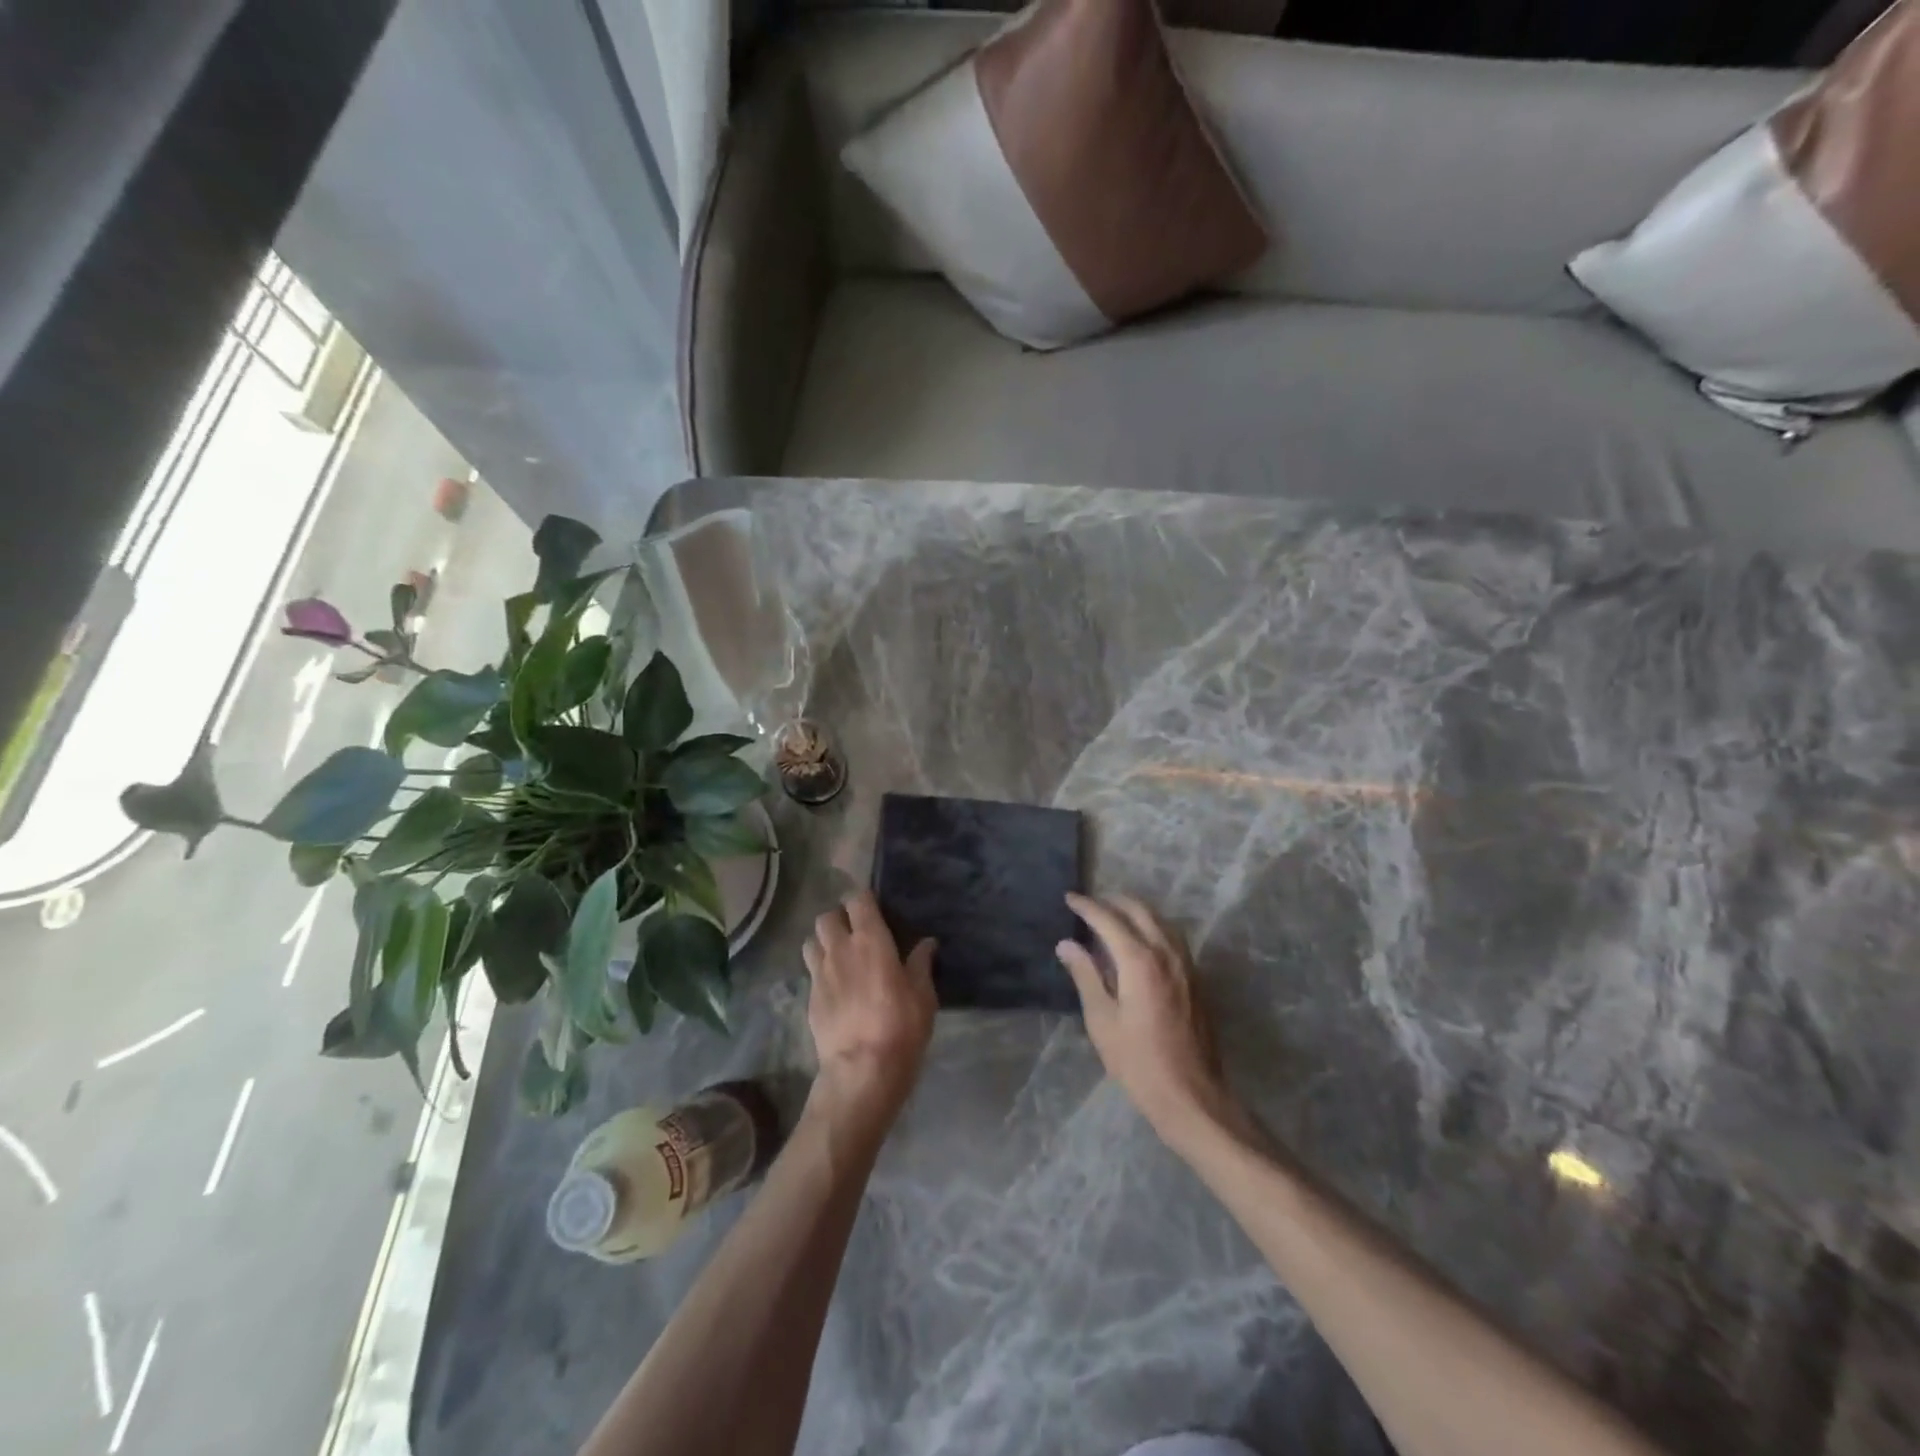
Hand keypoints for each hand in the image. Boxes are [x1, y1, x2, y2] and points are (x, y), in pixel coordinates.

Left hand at [802, 892, 935, 1123]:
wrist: (862, 1071)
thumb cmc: (901, 1027)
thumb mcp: (923, 995)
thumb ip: (920, 964)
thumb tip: (926, 943)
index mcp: (870, 940)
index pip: (857, 900)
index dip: (863, 900)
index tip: (874, 908)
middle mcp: (840, 950)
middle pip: (826, 917)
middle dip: (838, 918)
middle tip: (855, 933)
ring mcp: (819, 974)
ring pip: (811, 941)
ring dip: (823, 942)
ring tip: (839, 956)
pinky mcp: (809, 999)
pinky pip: (810, 972)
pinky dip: (820, 971)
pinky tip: (835, 987)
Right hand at [1057, 894, 1241, 1142]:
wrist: (1191, 1095)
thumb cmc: (1138, 1062)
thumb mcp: (1102, 1020)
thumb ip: (1085, 976)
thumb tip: (1067, 944)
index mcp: (1140, 960)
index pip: (1108, 919)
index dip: (1086, 906)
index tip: (1069, 898)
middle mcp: (1166, 953)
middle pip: (1139, 910)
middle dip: (1112, 901)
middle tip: (1089, 904)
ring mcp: (1185, 964)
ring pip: (1159, 920)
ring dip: (1135, 911)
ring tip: (1111, 917)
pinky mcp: (1194, 978)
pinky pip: (1171, 937)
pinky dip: (1151, 927)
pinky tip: (1138, 941)